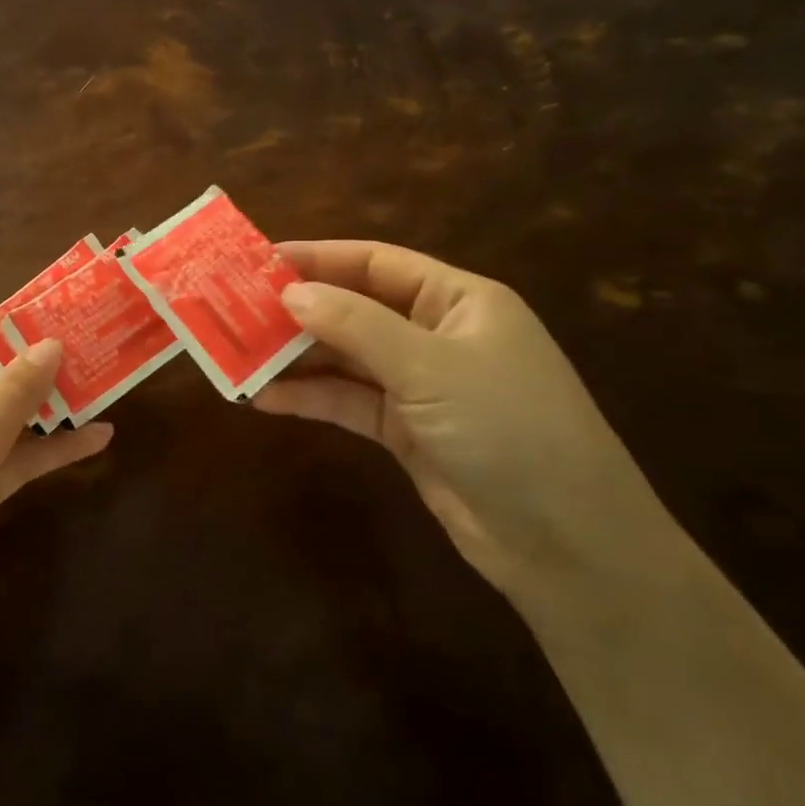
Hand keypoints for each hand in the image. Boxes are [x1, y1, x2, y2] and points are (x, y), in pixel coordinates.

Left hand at [0, 311, 112, 685]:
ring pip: (1, 420)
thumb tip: (50, 342)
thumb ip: (12, 391)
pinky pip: (12, 462)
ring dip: (45, 404)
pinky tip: (97, 439)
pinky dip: (49, 450)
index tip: (40, 315)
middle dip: (28, 361)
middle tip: (83, 342)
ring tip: (99, 383)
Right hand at [255, 241, 673, 602]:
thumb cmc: (510, 430)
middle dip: (298, 309)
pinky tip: (264, 398)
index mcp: (458, 300)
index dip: (318, 258)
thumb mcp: (430, 366)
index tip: (259, 260)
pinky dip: (310, 397)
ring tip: (238, 354)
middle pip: (354, 308)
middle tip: (235, 308)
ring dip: (296, 357)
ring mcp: (421, 385)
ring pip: (345, 357)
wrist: (569, 547)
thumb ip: (356, 324)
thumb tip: (290, 292)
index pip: (375, 262)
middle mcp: (437, 334)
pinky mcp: (406, 431)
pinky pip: (348, 402)